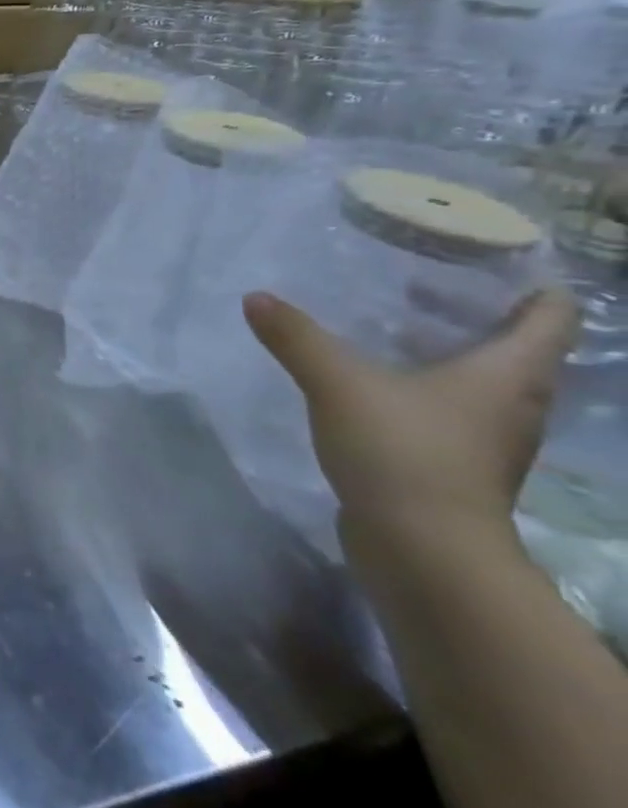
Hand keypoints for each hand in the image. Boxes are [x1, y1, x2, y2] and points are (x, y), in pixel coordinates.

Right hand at [242, 289, 577, 545]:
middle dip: (477, 313)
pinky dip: (428, 386)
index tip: (493, 258)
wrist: (423, 549)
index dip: (533, 284)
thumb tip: (256, 297)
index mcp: (509, 374)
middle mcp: (515, 403)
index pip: (550, 316)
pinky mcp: (459, 464)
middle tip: (421, 283)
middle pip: (518, 347)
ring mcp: (490, 439)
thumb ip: (297, 338)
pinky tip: (379, 383)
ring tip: (394, 327)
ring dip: (450, 352)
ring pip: (484, 380)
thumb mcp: (338, 384)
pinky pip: (454, 409)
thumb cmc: (403, 451)